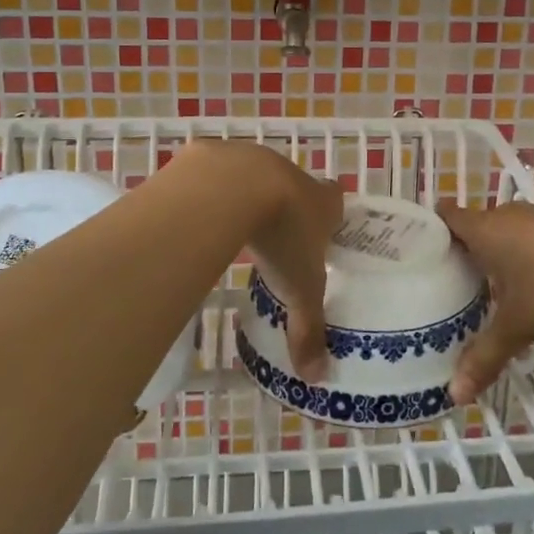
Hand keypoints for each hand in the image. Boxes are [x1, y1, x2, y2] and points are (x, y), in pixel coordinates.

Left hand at [194, 141, 343, 379]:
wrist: (231, 189)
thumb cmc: (280, 237)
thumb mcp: (299, 290)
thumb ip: (308, 329)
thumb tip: (318, 377)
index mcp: (320, 201)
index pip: (336, 199)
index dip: (332, 213)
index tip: (324, 230)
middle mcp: (290, 173)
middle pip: (295, 186)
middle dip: (288, 207)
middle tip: (277, 238)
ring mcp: (251, 158)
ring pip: (254, 176)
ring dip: (247, 196)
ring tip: (235, 228)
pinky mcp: (213, 155)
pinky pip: (213, 173)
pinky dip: (208, 191)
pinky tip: (196, 214)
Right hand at [437, 171, 533, 403]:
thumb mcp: (518, 326)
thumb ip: (486, 356)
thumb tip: (455, 396)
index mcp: (486, 232)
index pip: (451, 219)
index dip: (438, 225)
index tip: (426, 239)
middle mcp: (511, 213)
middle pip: (483, 220)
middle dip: (475, 239)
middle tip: (469, 270)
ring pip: (517, 213)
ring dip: (510, 228)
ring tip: (507, 250)